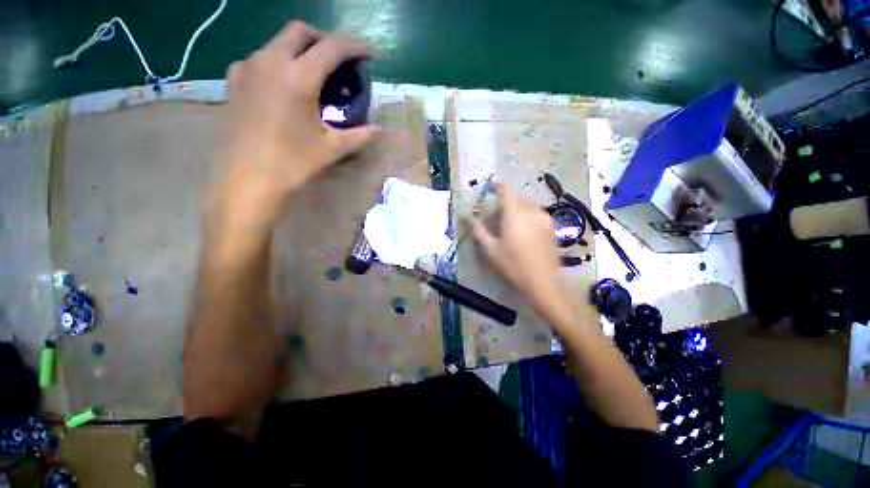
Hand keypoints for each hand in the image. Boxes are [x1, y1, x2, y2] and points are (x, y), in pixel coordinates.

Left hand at [214, 21, 377, 225]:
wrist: (247, 178)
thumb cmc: (293, 163)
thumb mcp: (332, 149)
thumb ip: (360, 135)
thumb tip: (382, 131)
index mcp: (298, 77)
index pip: (332, 47)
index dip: (355, 46)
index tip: (369, 53)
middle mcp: (270, 61)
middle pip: (300, 31)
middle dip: (324, 39)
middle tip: (339, 61)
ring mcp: (247, 67)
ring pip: (278, 42)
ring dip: (300, 50)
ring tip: (313, 76)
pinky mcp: (234, 80)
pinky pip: (260, 58)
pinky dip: (279, 63)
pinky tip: (284, 86)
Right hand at [471, 185, 567, 316]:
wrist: (544, 284)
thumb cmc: (513, 266)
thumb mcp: (490, 250)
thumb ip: (478, 230)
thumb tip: (466, 216)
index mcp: (515, 214)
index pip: (506, 191)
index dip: (496, 188)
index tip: (489, 191)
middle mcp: (532, 211)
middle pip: (516, 198)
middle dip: (504, 203)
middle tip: (494, 217)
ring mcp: (544, 219)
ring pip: (526, 206)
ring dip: (515, 210)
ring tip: (507, 226)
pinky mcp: (551, 228)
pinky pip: (535, 215)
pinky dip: (525, 217)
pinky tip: (521, 233)